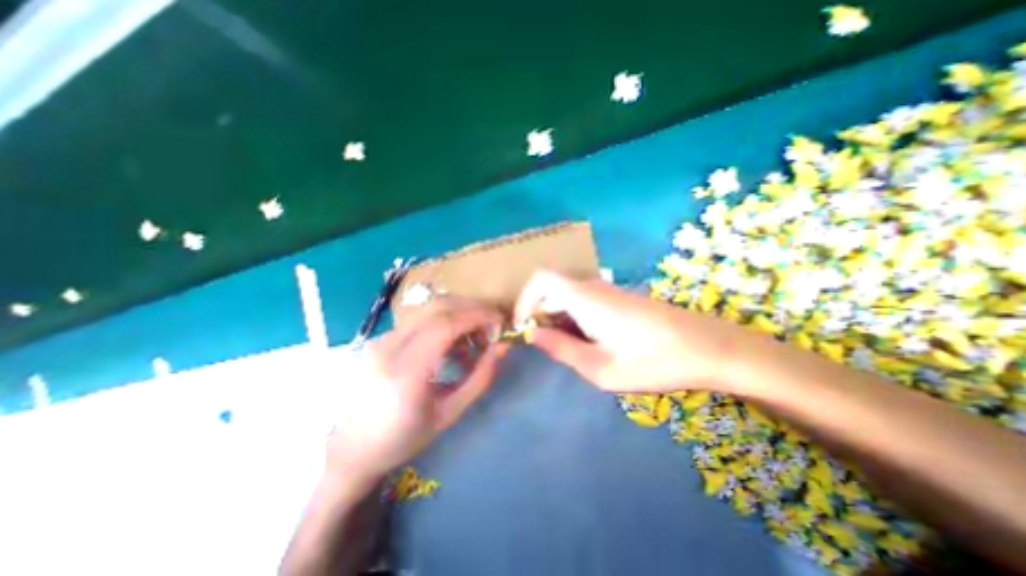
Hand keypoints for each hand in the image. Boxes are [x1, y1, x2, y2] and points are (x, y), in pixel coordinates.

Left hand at [326, 300, 504, 482]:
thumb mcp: (449, 414)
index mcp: (405, 373)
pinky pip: (420, 318)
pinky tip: (452, 342)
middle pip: (437, 307)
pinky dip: (444, 321)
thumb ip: (480, 377)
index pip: (445, 325)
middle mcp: (389, 347)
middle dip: (471, 307)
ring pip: (428, 308)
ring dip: (458, 312)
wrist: (353, 447)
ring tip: (474, 334)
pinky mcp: (382, 337)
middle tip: (491, 323)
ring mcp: (382, 339)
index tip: (500, 321)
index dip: (477, 316)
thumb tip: (503, 347)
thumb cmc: (404, 438)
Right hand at [518, 271, 751, 395]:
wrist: (708, 347)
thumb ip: (561, 349)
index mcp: (584, 297)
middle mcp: (592, 286)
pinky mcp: (619, 298)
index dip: (524, 299)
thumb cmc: (653, 361)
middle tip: (546, 346)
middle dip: (540, 315)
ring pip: (568, 296)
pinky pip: (584, 301)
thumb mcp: (600, 367)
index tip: (523, 327)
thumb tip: (533, 335)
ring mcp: (608, 290)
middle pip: (551, 289)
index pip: (541, 279)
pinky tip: (590, 342)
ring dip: (558, 318)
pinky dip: (575, 318)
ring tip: (569, 349)